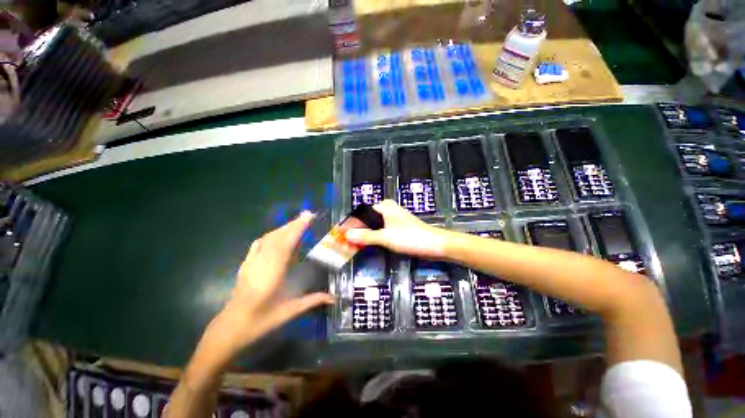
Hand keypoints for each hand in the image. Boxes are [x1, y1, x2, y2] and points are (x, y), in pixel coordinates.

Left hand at [203, 212, 332, 362]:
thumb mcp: (291, 311)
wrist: (232, 327)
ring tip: (297, 223)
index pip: (287, 243)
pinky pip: (258, 244)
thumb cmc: (262, 320)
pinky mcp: (245, 264)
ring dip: (283, 228)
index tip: (309, 217)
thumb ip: (314, 300)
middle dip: (293, 223)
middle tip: (308, 215)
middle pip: (278, 236)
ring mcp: (252, 262)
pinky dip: (270, 236)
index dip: (298, 228)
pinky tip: (275, 236)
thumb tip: (334, 298)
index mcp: (274, 271)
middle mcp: (262, 262)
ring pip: (268, 238)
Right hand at [344, 200, 454, 257]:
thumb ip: (366, 236)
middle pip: (365, 219)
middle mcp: (386, 210)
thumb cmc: (411, 238)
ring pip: (372, 226)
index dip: (348, 224)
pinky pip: (379, 230)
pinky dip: (371, 237)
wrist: (435, 244)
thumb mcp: (386, 237)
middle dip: (354, 230)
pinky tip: (364, 245)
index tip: (337, 234)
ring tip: (350, 245)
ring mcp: (392, 219)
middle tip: (342, 242)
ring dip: (362, 235)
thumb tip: (346, 235)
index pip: (360, 214)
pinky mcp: (396, 228)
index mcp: (383, 207)